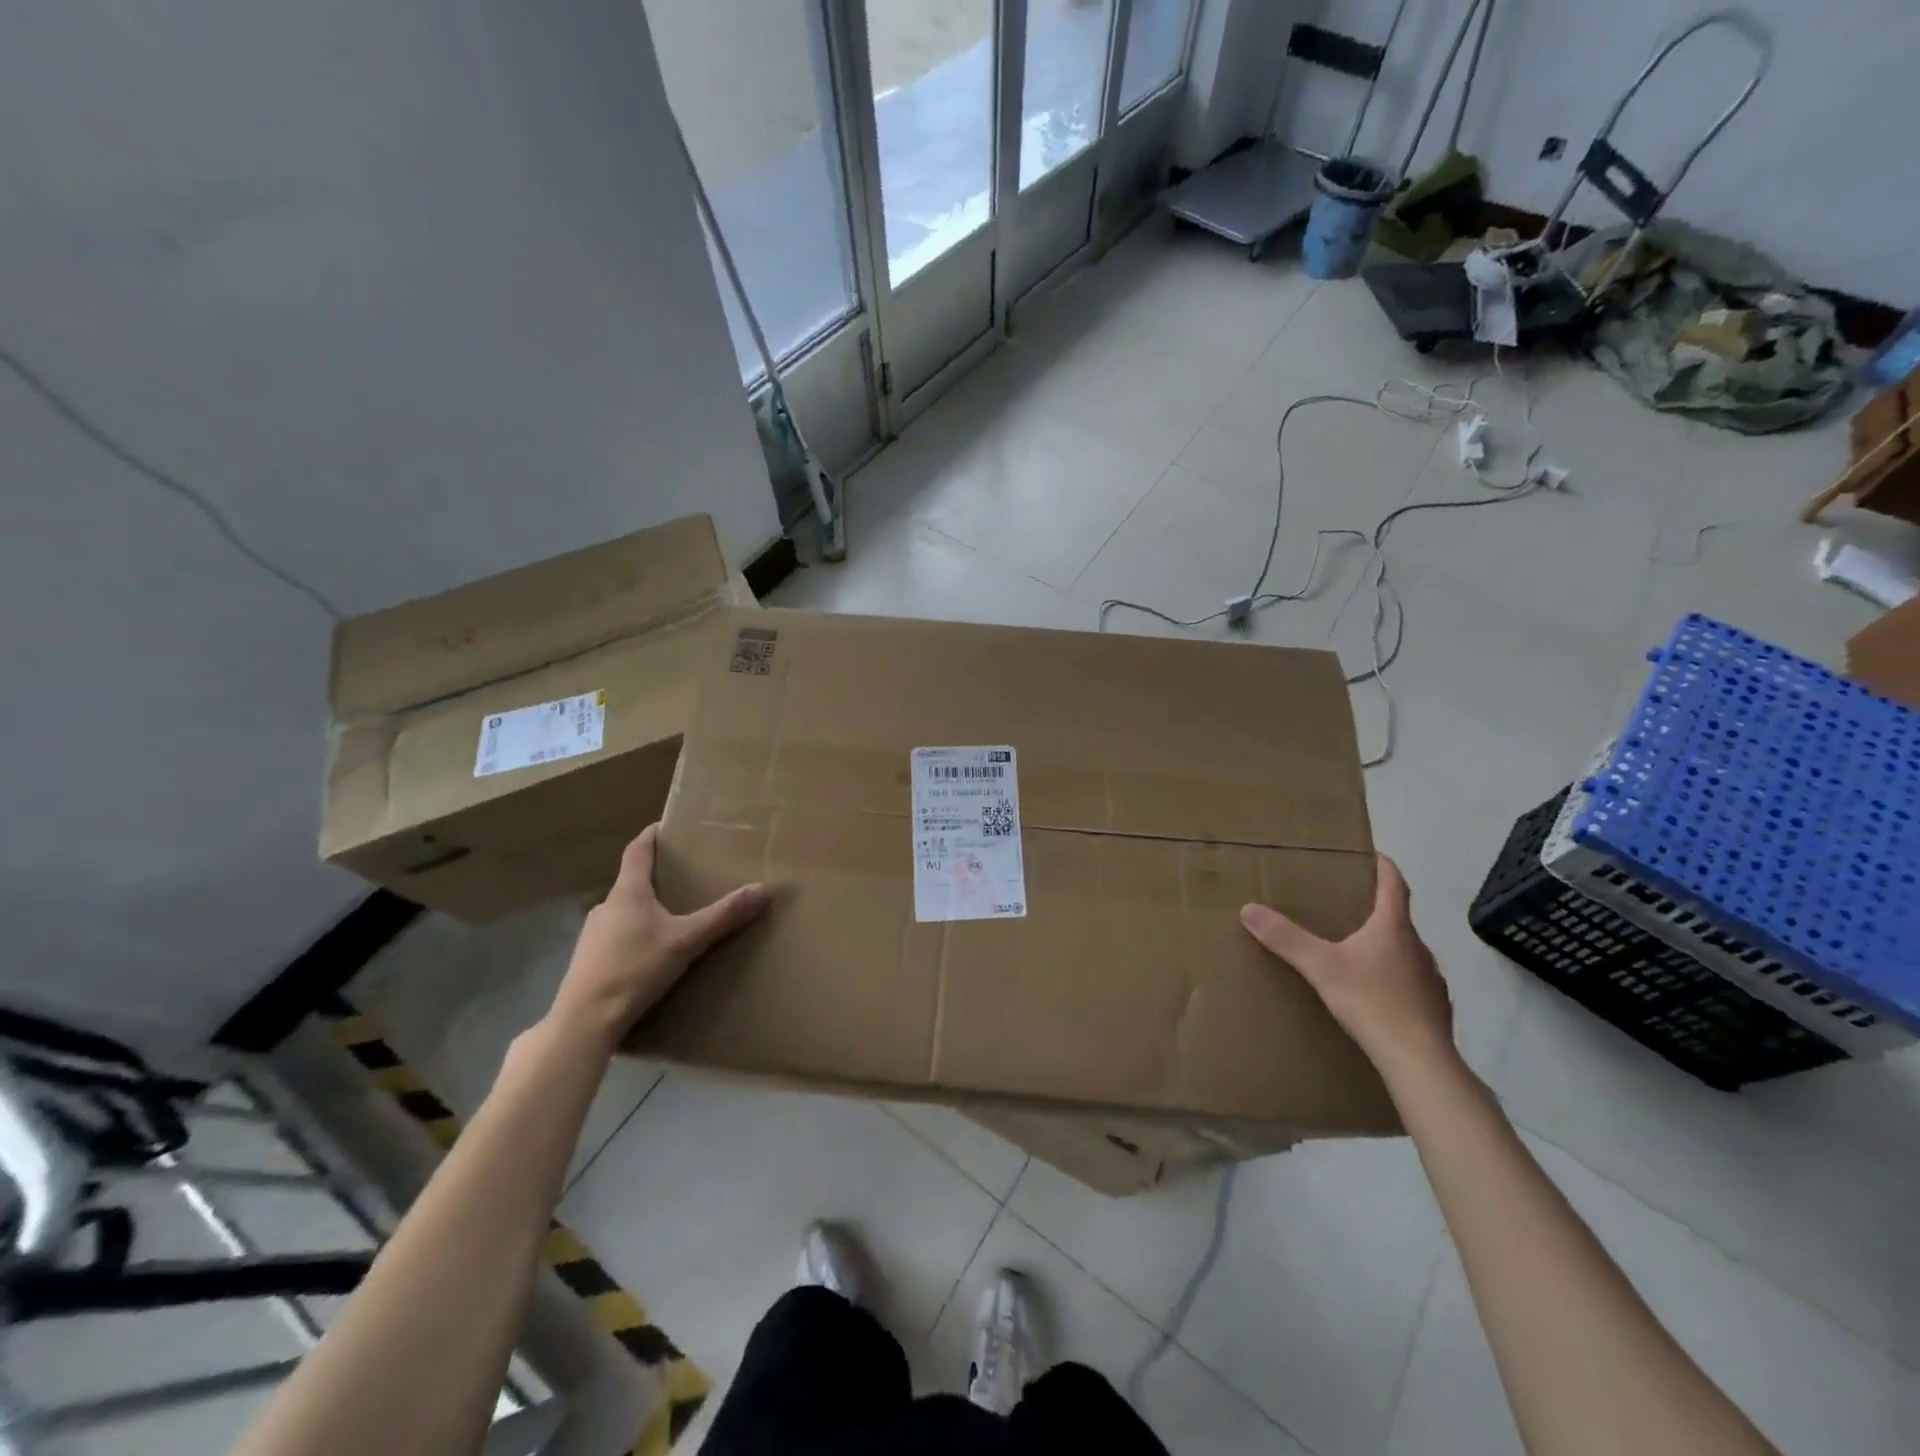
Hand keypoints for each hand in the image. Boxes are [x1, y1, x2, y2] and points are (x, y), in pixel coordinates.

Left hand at [549, 825, 768, 1044]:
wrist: (584, 1021)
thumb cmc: (635, 969)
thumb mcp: (687, 941)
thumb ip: (724, 916)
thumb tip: (764, 889)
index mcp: (628, 893)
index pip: (637, 850)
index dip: (651, 834)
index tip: (666, 824)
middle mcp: (607, 907)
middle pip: (632, 881)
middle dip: (657, 876)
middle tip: (685, 876)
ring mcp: (593, 935)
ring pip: (624, 911)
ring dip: (646, 909)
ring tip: (674, 917)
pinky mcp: (589, 961)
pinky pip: (617, 937)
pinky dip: (635, 935)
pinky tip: (652, 954)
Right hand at [1239, 854, 1457, 1084]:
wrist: (1419, 1060)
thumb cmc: (1371, 1001)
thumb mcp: (1320, 966)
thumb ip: (1286, 938)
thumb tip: (1248, 908)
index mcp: (1393, 928)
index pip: (1395, 886)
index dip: (1385, 868)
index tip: (1375, 855)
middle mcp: (1418, 947)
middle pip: (1399, 920)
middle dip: (1377, 912)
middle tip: (1350, 909)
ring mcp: (1431, 980)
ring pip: (1407, 953)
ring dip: (1387, 948)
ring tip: (1359, 955)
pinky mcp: (1436, 1009)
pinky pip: (1412, 984)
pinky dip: (1395, 981)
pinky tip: (1377, 997)